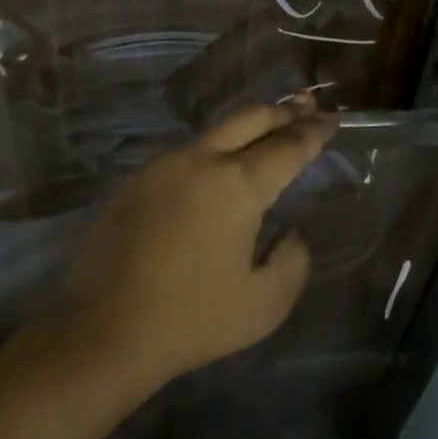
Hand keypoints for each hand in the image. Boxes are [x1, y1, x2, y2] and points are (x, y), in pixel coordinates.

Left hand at [54, 96, 335, 386]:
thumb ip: (293, 260)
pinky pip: (186, 154)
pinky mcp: (135, 181)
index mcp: (238, 184)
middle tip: (307, 108)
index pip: (288, 146)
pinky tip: (218, 169)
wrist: (103, 330)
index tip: (333, 120)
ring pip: (214, 132)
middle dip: (283, 111)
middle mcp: (200, 160)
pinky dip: (214, 151)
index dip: (315, 131)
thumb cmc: (193, 319)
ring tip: (267, 133)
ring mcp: (162, 166)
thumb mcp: (265, 304)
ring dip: (247, 128)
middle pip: (250, 118)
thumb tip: (289, 233)